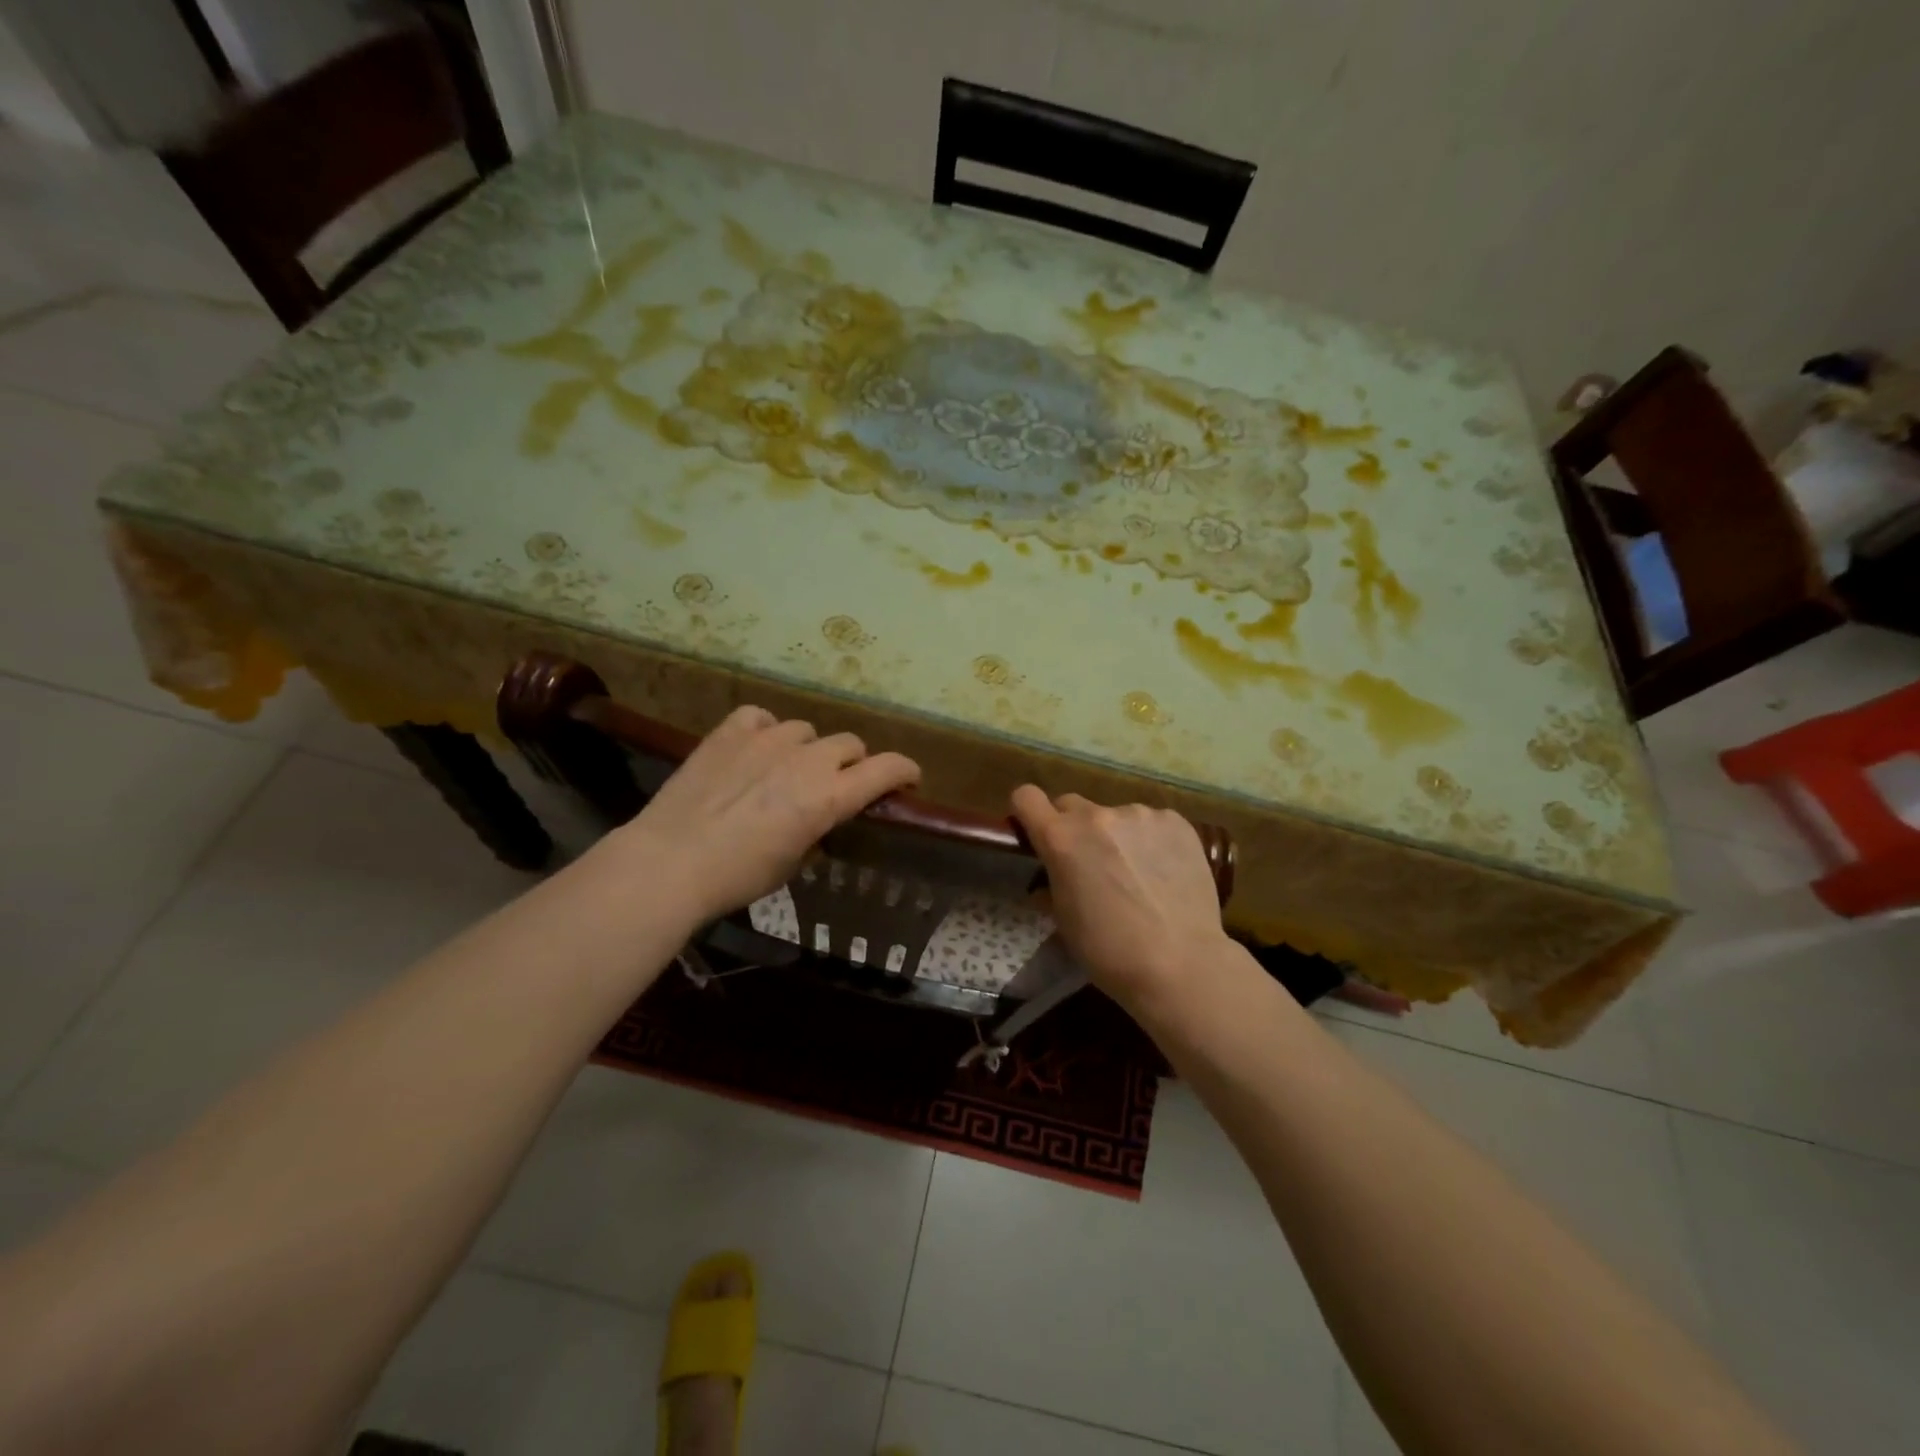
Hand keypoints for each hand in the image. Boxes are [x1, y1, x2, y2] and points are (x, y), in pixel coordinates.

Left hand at [619, 706, 919, 924]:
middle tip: (835, 785)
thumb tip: (818, 820)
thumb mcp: (791, 864)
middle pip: (850, 744)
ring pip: (807, 730)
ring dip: (807, 749)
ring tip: (786, 768)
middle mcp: (807, 760)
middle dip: (852, 764)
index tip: (909, 779)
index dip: (905, 771)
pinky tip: (754, 749)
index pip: (887, 768)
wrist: (670, 861)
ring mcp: (768, 739)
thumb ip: (816, 832)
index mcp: (829, 797)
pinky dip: (766, 731)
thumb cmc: (738, 876)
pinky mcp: (732, 731)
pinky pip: (762, 718)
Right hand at [1010, 787, 1232, 1010]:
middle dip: (1073, 828)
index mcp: (1061, 838)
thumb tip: (1050, 878)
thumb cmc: (1109, 951)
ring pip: (1115, 816)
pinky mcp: (1176, 822)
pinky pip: (1152, 823)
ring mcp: (1140, 814)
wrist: (1180, 964)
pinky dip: (1151, 840)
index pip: (1026, 797)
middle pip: (1071, 804)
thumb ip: (1051, 884)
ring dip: (1116, 835)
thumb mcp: (1064, 920)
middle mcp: (1097, 815)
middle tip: (1090, 862)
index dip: (1028, 813)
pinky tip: (1164, 872)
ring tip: (1137, 873)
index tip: (1037, 833)